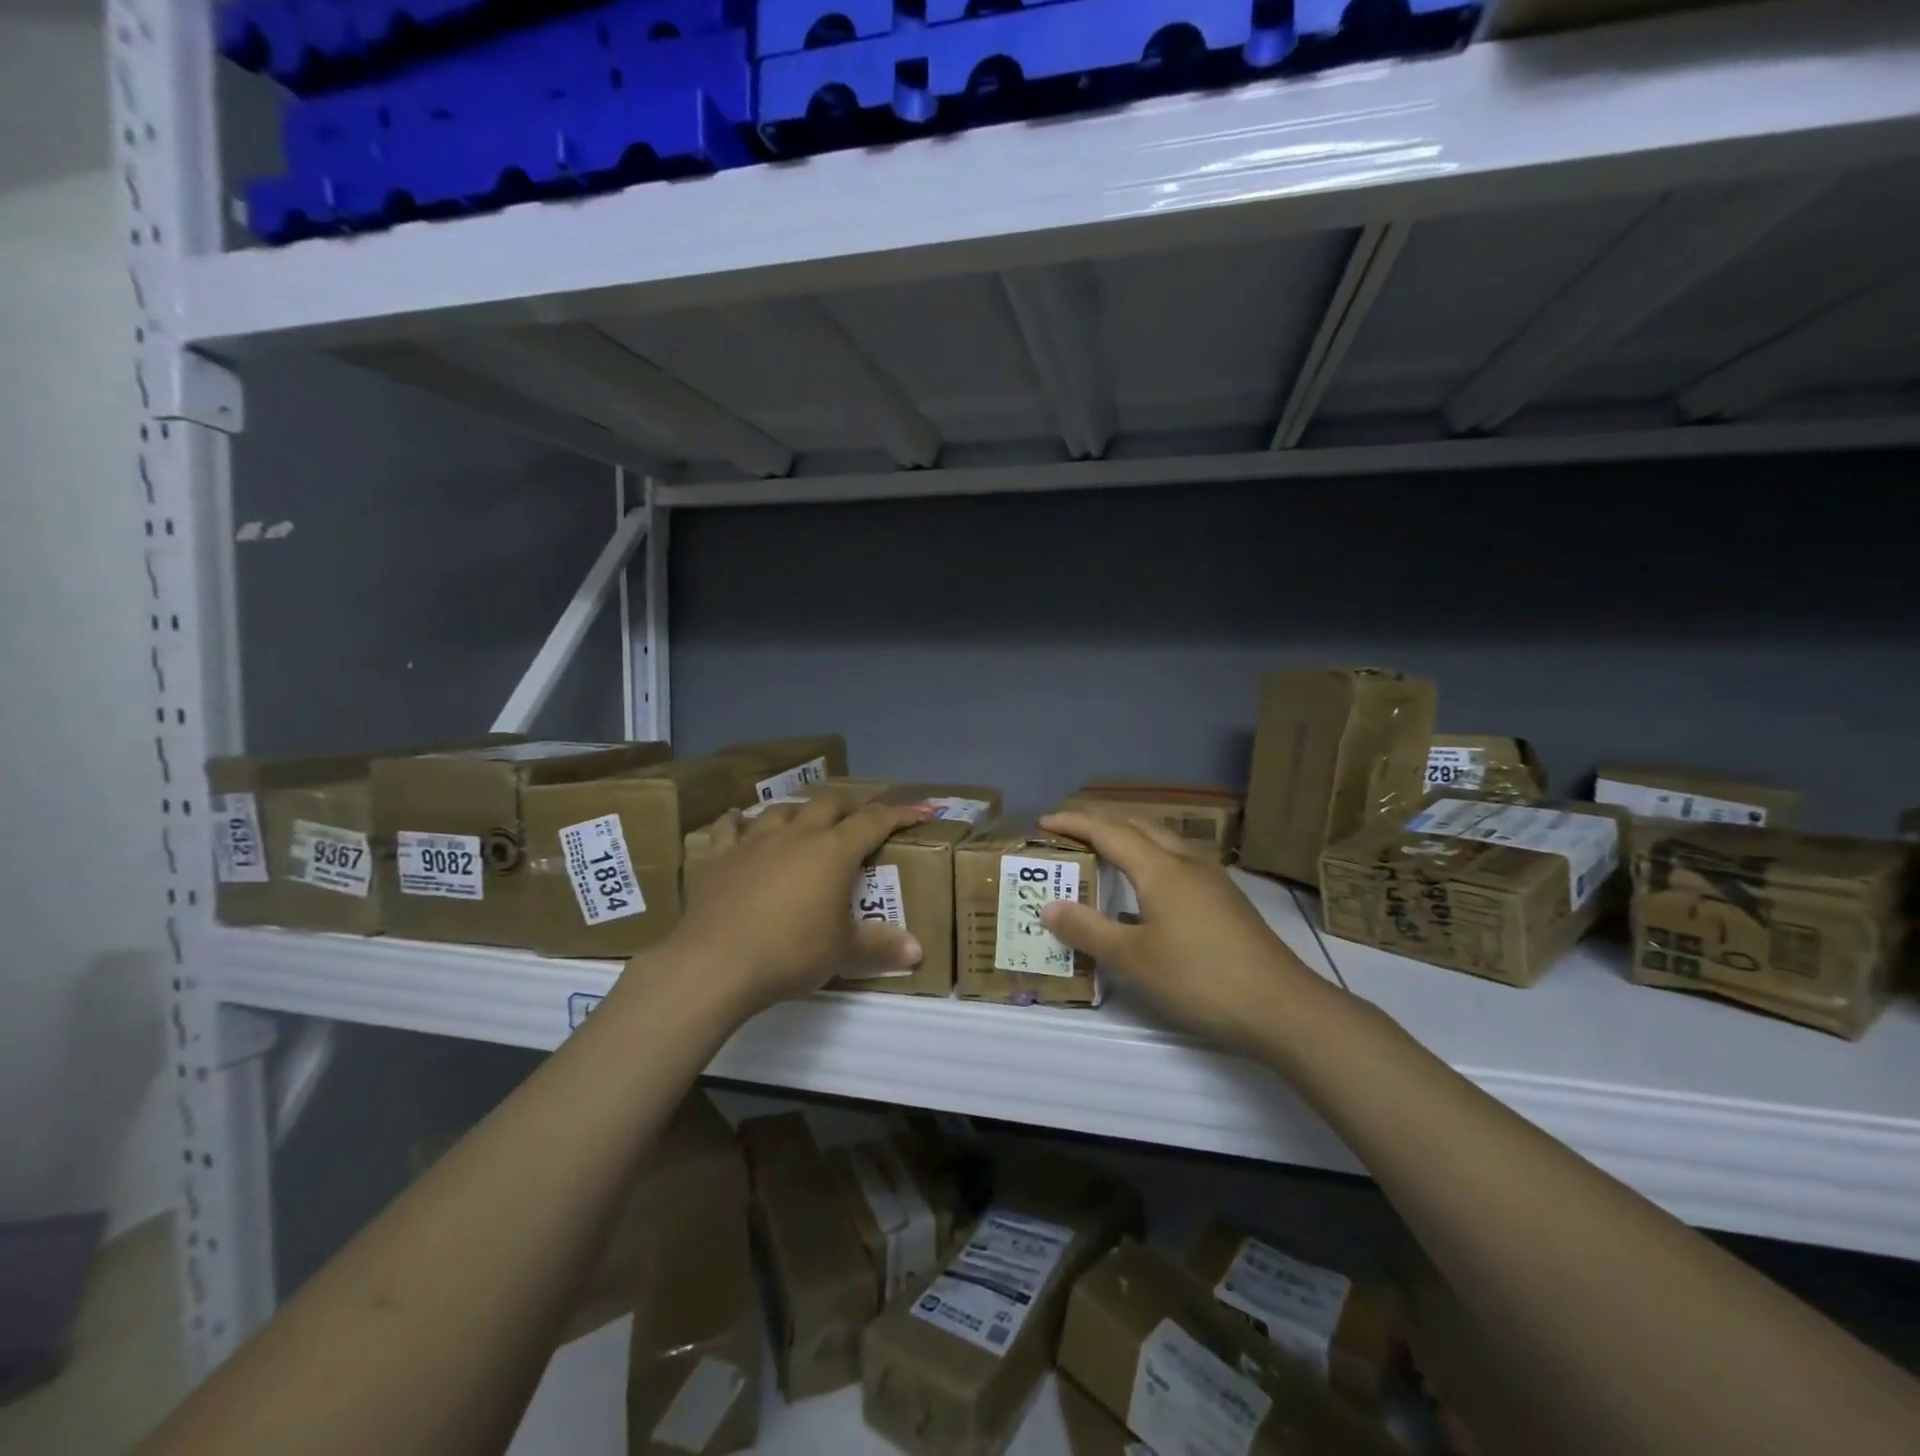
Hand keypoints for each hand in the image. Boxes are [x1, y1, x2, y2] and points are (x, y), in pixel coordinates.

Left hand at [669, 793, 932, 1015]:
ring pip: (782, 810)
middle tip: (861, 816)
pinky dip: (738, 821)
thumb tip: (917, 951)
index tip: (922, 809)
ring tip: (806, 818)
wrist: (716, 964)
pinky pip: (729, 828)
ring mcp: (755, 841)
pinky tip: (737, 820)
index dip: (901, 813)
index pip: (874, 822)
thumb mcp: (842, 953)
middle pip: (828, 805)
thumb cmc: (790, 953)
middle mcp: (797, 835)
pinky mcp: (719, 857)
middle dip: (850, 806)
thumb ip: (880, 946)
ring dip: (799, 810)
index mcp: (833, 852)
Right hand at [1038, 810, 1328, 1053]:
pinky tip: (1148, 883)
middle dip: (1101, 821)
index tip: (1044, 822)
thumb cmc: (1200, 978)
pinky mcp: (1225, 899)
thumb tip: (1050, 906)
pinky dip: (1149, 855)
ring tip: (1104, 846)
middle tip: (1069, 829)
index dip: (1075, 824)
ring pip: (1163, 840)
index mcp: (1160, 868)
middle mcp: (1186, 862)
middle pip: (1138, 825)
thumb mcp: (1133, 959)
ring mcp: (1212, 879)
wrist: (1281, 1007)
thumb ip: (1088, 930)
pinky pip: (1177, 859)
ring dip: (1129, 835)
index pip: (1109, 832)